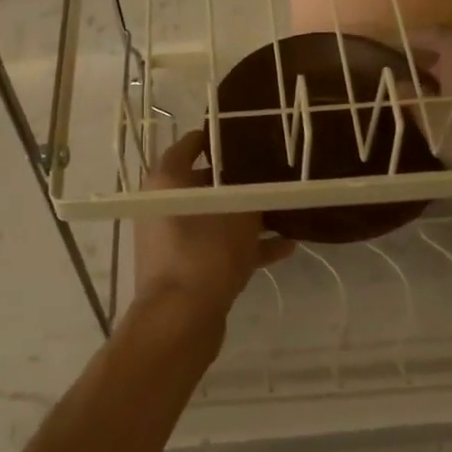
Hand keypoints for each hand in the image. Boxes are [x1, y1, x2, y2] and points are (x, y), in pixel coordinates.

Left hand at [134, 129, 294, 320]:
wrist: (181, 320)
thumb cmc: (206, 253)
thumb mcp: (240, 212)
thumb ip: (254, 189)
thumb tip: (264, 174)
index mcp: (167, 182)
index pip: (190, 145)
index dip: (219, 137)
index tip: (249, 132)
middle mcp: (165, 206)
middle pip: (206, 182)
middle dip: (241, 179)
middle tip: (275, 170)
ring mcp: (174, 239)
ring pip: (216, 218)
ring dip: (248, 216)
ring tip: (286, 209)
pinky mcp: (187, 268)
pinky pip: (220, 248)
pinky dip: (247, 246)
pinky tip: (286, 247)